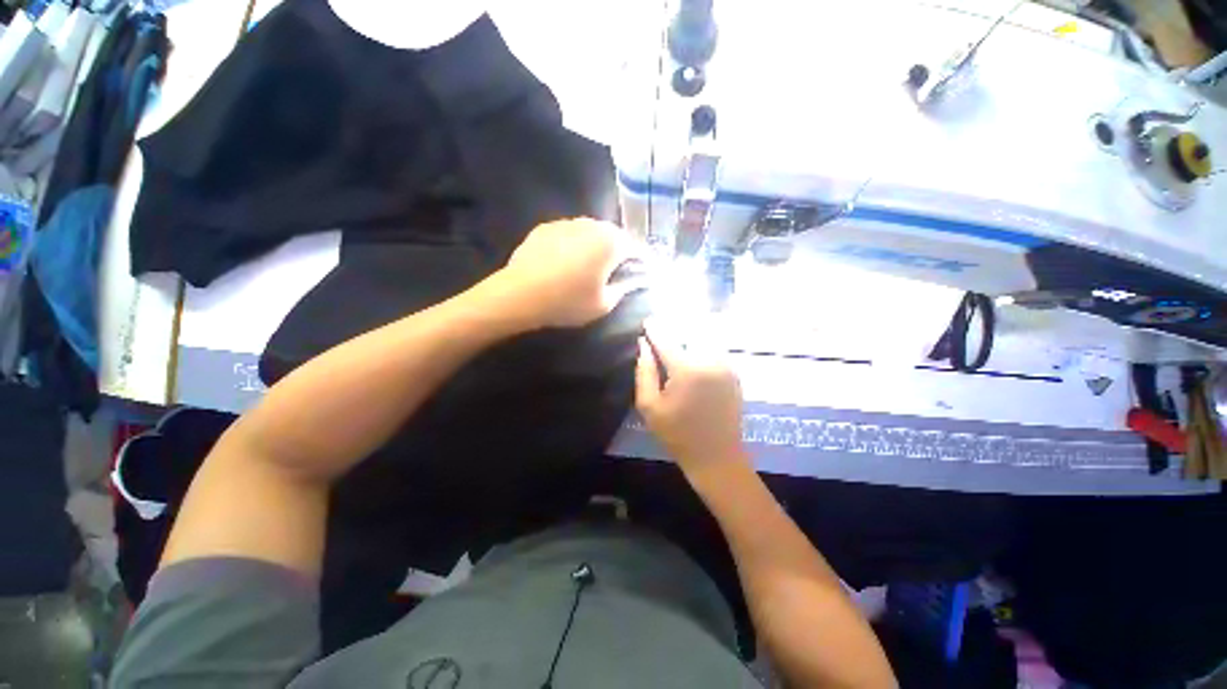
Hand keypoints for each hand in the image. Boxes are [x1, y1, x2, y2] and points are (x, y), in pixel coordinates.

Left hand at [497, 218, 634, 328]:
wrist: (519, 295)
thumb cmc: (568, 302)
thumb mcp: (604, 304)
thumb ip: (625, 289)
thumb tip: (635, 280)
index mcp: (611, 243)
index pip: (636, 248)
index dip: (642, 261)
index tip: (643, 272)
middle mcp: (592, 225)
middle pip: (614, 236)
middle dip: (619, 251)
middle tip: (617, 270)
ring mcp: (566, 223)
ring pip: (590, 232)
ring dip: (595, 245)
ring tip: (590, 264)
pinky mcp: (546, 227)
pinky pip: (569, 234)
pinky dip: (574, 244)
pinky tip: (565, 261)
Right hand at [634, 326, 749, 475]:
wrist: (717, 456)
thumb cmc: (677, 434)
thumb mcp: (650, 406)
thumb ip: (644, 372)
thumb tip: (644, 345)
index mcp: (686, 369)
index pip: (666, 339)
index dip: (655, 329)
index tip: (647, 320)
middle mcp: (709, 360)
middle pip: (687, 334)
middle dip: (674, 330)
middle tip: (662, 331)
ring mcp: (725, 365)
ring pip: (703, 340)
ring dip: (689, 337)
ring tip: (677, 341)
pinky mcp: (734, 373)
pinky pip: (714, 351)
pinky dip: (702, 348)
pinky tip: (693, 355)